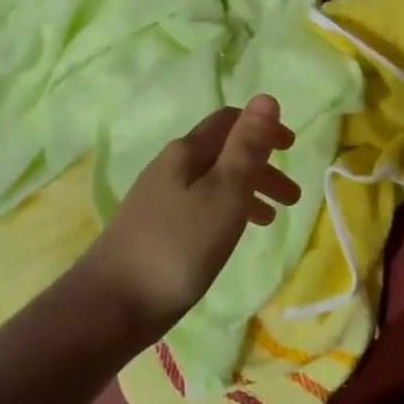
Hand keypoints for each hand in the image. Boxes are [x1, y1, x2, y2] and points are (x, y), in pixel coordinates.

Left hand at [78, 95, 301, 339]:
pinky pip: (200, 207)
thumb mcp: (225, 192)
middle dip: (261, 167)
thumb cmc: (179, 245)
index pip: (228, 121)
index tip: (292, 147)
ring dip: (247, 192)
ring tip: (271, 220)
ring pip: (212, 183)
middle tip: (292, 198)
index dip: (262, 128)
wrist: (111, 305)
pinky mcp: (153, 229)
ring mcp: (158, 199)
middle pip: (222, 153)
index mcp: (186, 152)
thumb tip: (267, 98)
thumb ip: (247, 147)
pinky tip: (231, 236)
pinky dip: (226, 212)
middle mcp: (170, 167)